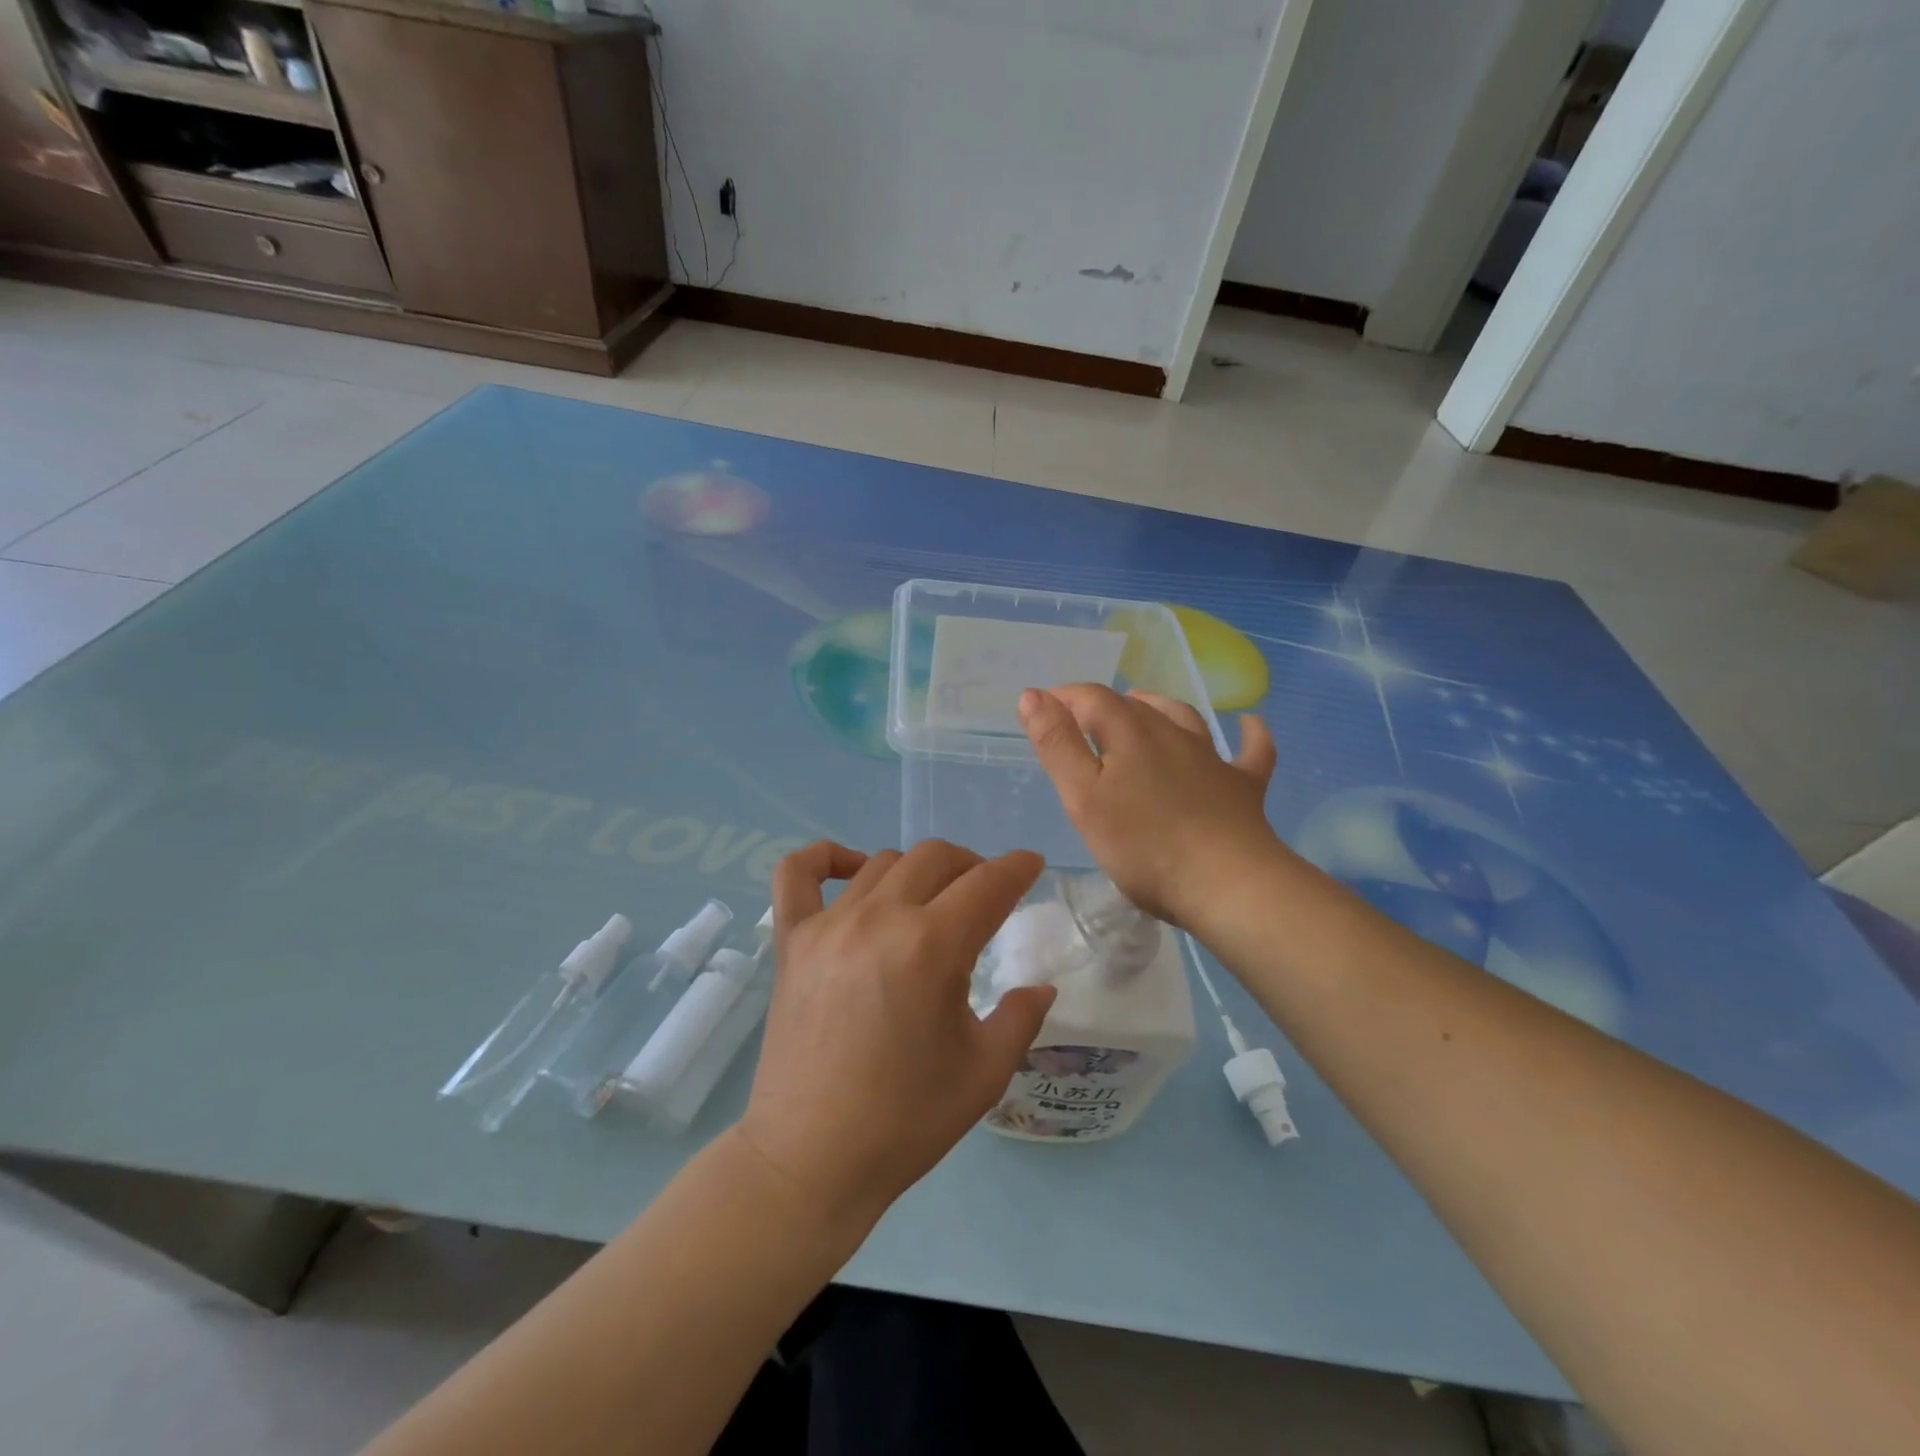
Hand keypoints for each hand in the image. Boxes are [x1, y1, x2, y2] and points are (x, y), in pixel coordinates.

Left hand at [736, 840, 1053, 1234]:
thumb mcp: (985, 1073)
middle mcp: (880, 918)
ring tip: (929, 901)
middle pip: (935, 858)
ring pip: (882, 862)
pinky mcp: (792, 941)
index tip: (1031, 864)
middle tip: (984, 894)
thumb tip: (1041, 987)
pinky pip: (796, 873)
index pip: (988, 884)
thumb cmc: (906, 1120)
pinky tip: (849, 870)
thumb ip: (1021, 1018)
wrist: (811, 1159)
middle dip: (971, 865)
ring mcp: (829, 925)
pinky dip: (824, 858)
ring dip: (917, 871)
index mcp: (932, 947)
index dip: (1017, 868)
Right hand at [1019, 684, 1283, 927]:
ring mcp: (1212, 759)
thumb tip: (1033, 694)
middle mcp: (1171, 734)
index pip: (1091, 698)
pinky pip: (1251, 752)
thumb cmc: (1143, 845)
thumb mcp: (1083, 797)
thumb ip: (1057, 744)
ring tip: (1142, 705)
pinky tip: (1250, 723)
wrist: (1227, 884)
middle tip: (1079, 722)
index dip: (1064, 698)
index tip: (1042, 708)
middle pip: (1133, 707)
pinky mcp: (1243, 787)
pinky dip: (1249, 734)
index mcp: (1129, 734)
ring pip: (1183, 718)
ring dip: (1159, 706)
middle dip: (1102, 705)